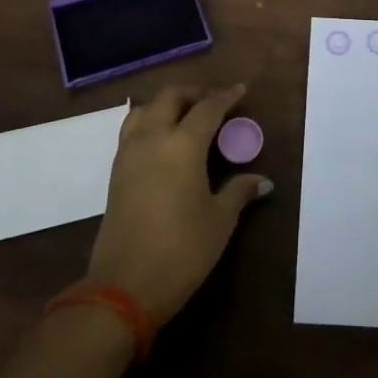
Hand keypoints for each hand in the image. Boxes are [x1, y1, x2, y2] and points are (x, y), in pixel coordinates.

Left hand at [86, 84, 272, 323]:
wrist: (123, 287)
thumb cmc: (181, 250)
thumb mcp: (219, 221)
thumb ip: (238, 192)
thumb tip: (261, 180)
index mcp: (182, 144)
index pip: (208, 108)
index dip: (226, 96)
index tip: (240, 90)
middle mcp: (153, 138)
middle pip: (170, 97)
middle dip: (193, 93)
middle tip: (213, 101)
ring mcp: (129, 153)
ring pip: (145, 109)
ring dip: (167, 104)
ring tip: (186, 115)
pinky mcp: (115, 172)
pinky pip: (132, 130)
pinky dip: (149, 121)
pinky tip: (164, 140)